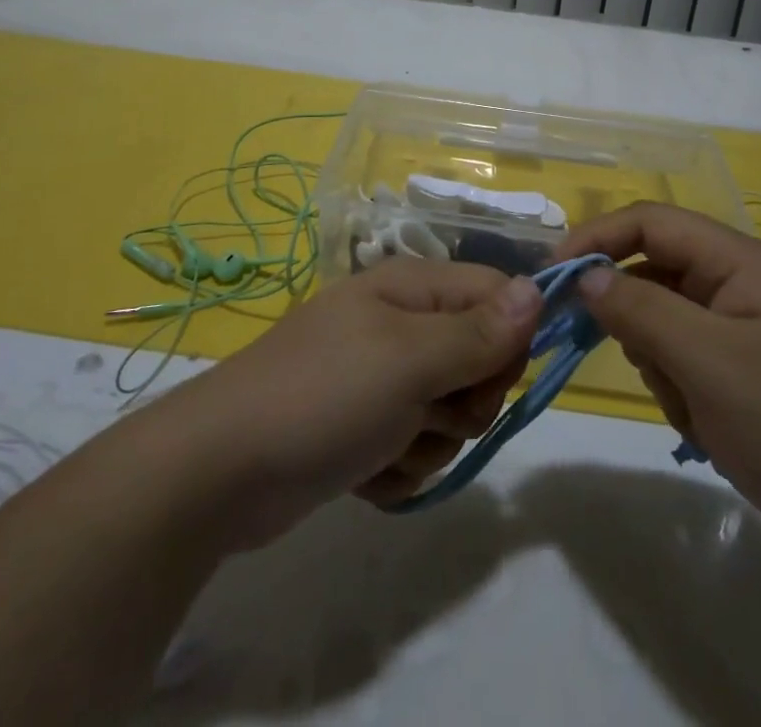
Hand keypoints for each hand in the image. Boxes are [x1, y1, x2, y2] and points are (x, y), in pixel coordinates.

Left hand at [148, 260, 541, 549]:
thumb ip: (479, 331)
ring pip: (450, 413)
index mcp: (411, 289)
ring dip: (429, 442)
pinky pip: (415, 446)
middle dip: (465, 401)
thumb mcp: (410, 360)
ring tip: (384, 444)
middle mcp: (401, 325)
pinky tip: (363, 470)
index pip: (496, 295)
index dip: (509, 339)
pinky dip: (398, 466)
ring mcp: (380, 378)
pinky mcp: (364, 427)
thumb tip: (539, 289)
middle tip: (429, 412)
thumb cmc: (324, 396)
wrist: (221, 470)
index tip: (495, 380)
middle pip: (479, 359)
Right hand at [559, 203, 760, 587]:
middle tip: (609, 353)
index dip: (597, 238)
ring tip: (686, 404)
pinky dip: (675, 389)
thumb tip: (585, 275)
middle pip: (651, 271)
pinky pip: (678, 360)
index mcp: (738, 261)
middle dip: (628, 312)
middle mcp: (736, 284)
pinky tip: (702, 426)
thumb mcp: (711, 362)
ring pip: (659, 320)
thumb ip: (641, 309)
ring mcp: (738, 331)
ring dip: (655, 360)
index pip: (650, 222)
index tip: (552, 276)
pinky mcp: (737, 374)